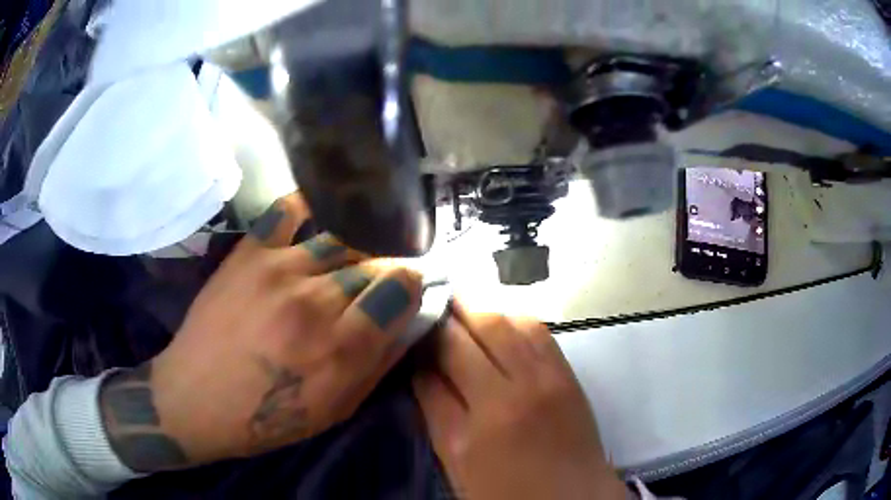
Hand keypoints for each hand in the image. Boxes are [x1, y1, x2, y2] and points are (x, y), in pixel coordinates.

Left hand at [99, 193, 422, 471]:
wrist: (195, 400)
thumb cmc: (268, 418)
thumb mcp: (335, 409)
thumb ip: (379, 364)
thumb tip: (409, 321)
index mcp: (341, 347)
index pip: (400, 287)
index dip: (413, 282)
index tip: (410, 286)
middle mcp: (315, 300)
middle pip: (373, 261)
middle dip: (387, 269)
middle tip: (381, 279)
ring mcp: (279, 269)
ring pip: (341, 238)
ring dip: (355, 248)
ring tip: (351, 257)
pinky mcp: (249, 253)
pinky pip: (288, 210)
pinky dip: (309, 206)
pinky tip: (317, 215)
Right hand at [413, 305, 625, 498]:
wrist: (571, 496)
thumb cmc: (505, 489)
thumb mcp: (456, 458)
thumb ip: (436, 409)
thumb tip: (422, 365)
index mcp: (483, 415)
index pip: (445, 354)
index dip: (425, 332)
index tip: (412, 321)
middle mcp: (519, 387)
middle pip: (480, 327)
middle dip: (452, 308)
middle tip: (433, 297)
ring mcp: (550, 376)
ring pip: (512, 319)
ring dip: (483, 305)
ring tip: (461, 302)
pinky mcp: (569, 373)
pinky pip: (539, 330)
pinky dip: (514, 316)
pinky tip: (499, 317)